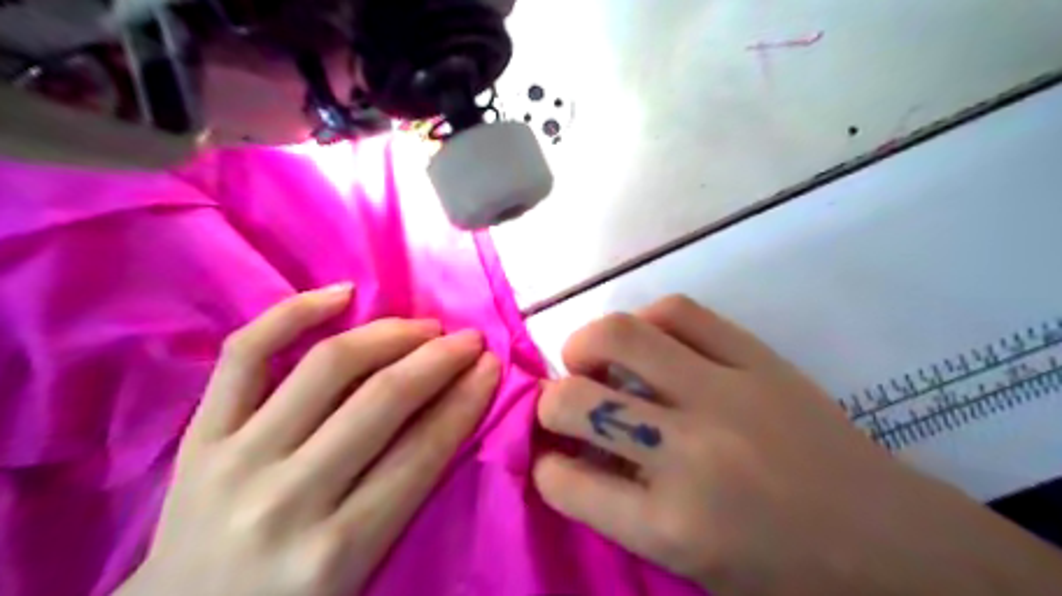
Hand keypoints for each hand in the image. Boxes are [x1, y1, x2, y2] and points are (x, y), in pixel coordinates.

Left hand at [117, 283, 500, 595]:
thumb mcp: (363, 576)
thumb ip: (407, 502)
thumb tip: (454, 418)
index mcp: (337, 551)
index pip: (423, 451)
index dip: (467, 399)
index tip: (492, 366)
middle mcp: (289, 497)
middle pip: (384, 399)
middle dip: (440, 359)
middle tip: (469, 339)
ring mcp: (237, 457)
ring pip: (330, 365)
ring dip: (391, 334)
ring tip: (425, 326)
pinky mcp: (199, 434)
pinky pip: (247, 352)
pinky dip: (295, 312)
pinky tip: (342, 294)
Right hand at [535, 296, 1061, 595]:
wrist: (894, 541)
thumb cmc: (789, 574)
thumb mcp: (692, 567)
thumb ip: (623, 512)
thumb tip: (575, 457)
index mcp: (672, 526)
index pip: (564, 482)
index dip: (545, 468)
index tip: (550, 459)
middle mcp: (688, 452)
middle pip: (576, 401)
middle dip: (550, 402)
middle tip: (563, 405)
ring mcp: (725, 393)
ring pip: (621, 336)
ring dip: (586, 345)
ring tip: (591, 360)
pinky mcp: (757, 358)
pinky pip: (679, 312)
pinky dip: (647, 320)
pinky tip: (649, 340)